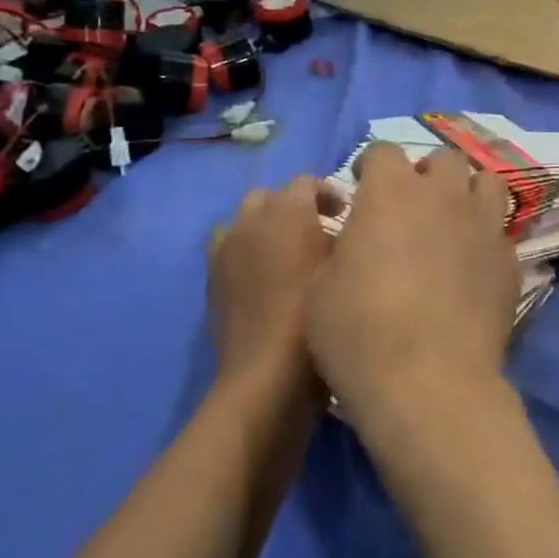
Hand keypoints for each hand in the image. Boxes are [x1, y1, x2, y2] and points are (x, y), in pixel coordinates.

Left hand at [207, 176, 340, 397]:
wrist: (267, 375)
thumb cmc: (317, 316)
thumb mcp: (344, 269)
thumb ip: (344, 238)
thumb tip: (341, 229)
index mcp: (287, 210)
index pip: (307, 182)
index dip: (328, 194)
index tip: (346, 215)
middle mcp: (251, 219)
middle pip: (271, 196)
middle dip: (294, 206)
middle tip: (318, 231)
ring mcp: (225, 247)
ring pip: (245, 220)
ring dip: (266, 227)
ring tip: (287, 253)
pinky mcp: (212, 276)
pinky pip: (229, 248)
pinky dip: (246, 251)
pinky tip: (264, 277)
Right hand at [306, 143, 518, 421]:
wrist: (428, 383)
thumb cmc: (358, 332)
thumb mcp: (320, 285)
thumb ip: (340, 244)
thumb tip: (356, 236)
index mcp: (390, 190)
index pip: (382, 150)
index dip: (370, 168)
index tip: (362, 190)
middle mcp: (441, 194)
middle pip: (441, 159)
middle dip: (424, 175)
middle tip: (410, 208)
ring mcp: (482, 223)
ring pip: (485, 181)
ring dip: (466, 193)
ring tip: (452, 222)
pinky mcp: (509, 258)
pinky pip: (500, 230)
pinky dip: (486, 237)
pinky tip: (473, 266)